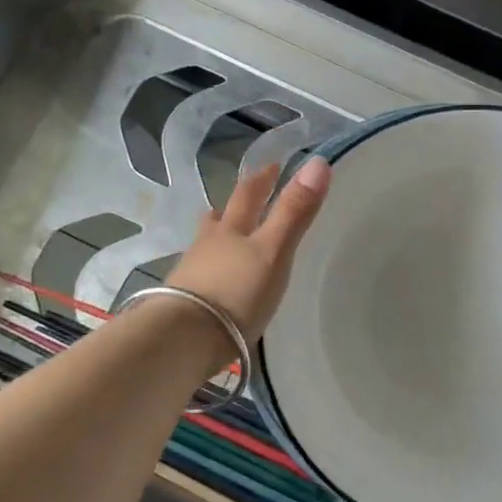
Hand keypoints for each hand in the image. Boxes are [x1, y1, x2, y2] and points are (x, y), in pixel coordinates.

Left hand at [167, 157, 330, 340]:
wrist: (183, 339)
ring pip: (206, 245)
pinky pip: (201, 276)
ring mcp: (192, 274)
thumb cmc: (235, 291)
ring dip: (218, 236)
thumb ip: (294, 212)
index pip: (248, 195)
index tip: (272, 166)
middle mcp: (208, 245)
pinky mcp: (184, 303)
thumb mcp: (274, 251)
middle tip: (246, 196)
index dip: (261, 179)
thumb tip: (318, 162)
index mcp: (231, 229)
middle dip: (235, 205)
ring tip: (227, 236)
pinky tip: (217, 281)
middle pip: (220, 217)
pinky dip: (212, 270)